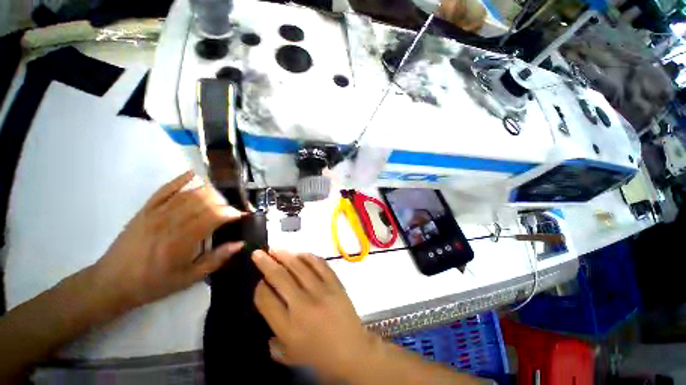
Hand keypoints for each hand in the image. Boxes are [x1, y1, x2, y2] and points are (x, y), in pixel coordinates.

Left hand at [93, 171, 244, 310]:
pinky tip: (194, 174)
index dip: (232, 213)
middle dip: (224, 203)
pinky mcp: (146, 209)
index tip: (242, 216)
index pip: (214, 216)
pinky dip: (181, 179)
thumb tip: (239, 243)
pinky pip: (165, 189)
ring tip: (219, 199)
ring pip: (189, 193)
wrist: (113, 282)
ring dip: (209, 192)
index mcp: (183, 239)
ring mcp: (157, 212)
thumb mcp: (189, 278)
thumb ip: (216, 259)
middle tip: (231, 210)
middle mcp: (171, 221)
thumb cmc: (154, 283)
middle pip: (205, 201)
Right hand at [252, 250, 374, 379]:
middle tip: (258, 253)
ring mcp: (321, 291)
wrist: (352, 350)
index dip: (259, 288)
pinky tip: (300, 253)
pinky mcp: (335, 283)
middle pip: (280, 277)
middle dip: (266, 263)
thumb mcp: (290, 355)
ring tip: (276, 249)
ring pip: (299, 266)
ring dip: (285, 255)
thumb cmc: (319, 356)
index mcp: (288, 326)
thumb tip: (269, 311)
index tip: (259, 282)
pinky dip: (308, 257)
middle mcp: (302, 305)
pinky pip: (320, 264)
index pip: (266, 299)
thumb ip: (273, 339)